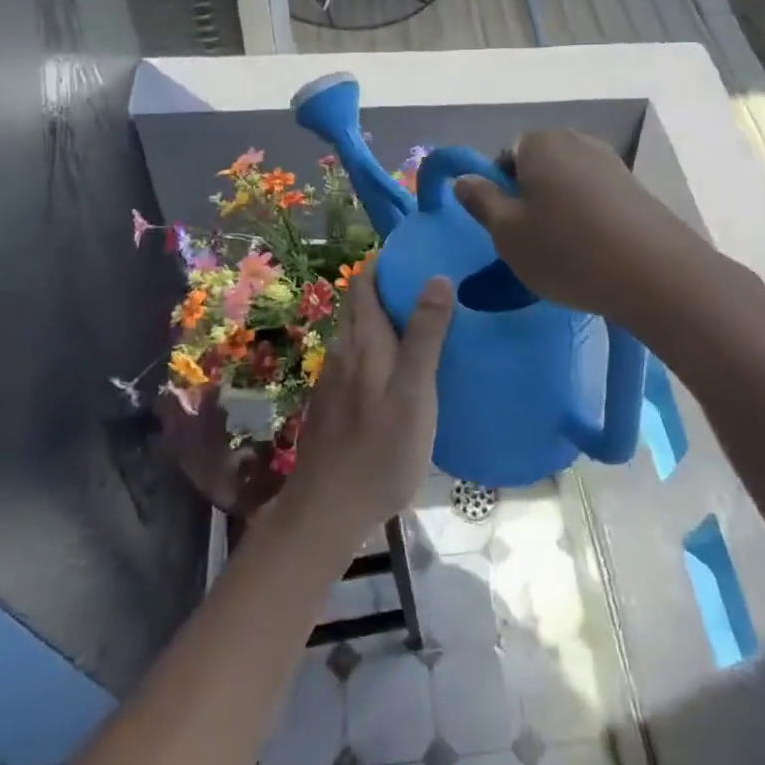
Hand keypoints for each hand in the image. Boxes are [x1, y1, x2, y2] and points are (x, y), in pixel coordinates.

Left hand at [286, 262, 452, 541]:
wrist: (327, 508)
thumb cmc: (380, 449)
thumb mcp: (415, 392)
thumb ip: (425, 335)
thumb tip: (436, 277)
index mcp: (363, 340)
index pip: (364, 282)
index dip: (385, 264)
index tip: (416, 256)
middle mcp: (342, 350)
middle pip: (359, 304)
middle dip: (387, 289)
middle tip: (428, 288)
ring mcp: (332, 378)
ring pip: (357, 333)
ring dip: (382, 320)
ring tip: (420, 326)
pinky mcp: (331, 403)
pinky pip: (355, 360)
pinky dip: (375, 350)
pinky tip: (396, 372)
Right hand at [453, 129, 688, 322]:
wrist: (656, 274)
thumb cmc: (567, 251)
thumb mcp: (507, 233)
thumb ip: (481, 201)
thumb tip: (463, 179)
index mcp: (539, 143)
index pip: (504, 155)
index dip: (499, 189)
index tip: (505, 225)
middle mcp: (576, 141)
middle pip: (538, 165)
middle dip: (530, 196)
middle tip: (530, 240)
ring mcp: (611, 162)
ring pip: (568, 182)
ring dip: (560, 208)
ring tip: (564, 250)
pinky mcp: (636, 188)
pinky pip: (597, 196)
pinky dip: (589, 217)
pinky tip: (594, 250)